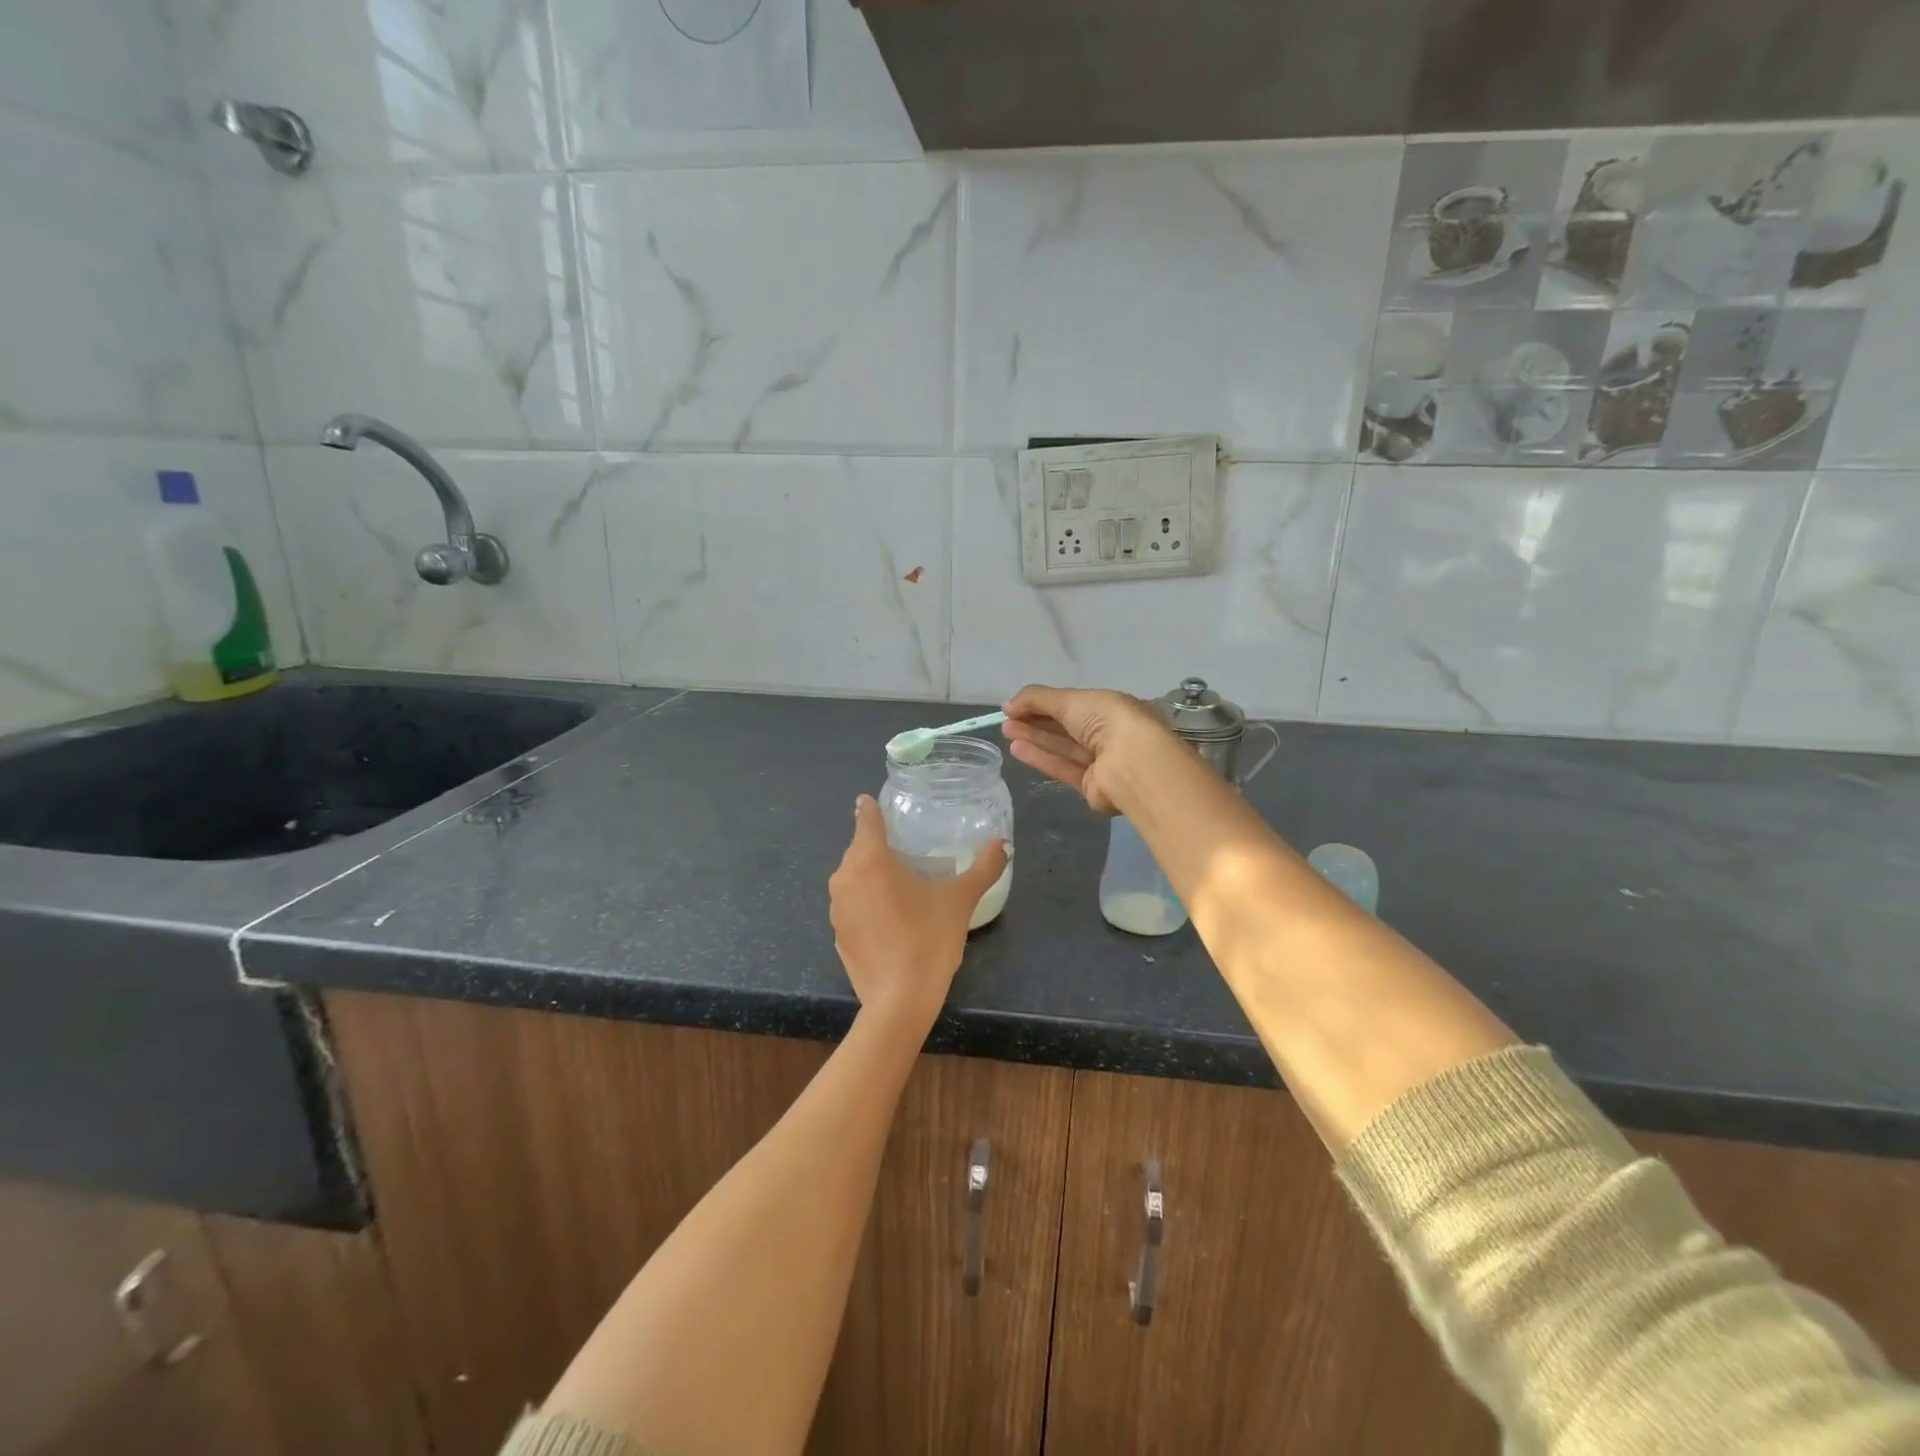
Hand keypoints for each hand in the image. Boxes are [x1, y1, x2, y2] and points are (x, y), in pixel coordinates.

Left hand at [828, 796, 1008, 1026]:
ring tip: (902, 884)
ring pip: (854, 878)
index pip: (866, 818)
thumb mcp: (960, 900)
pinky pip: (852, 906)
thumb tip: (1003, 844)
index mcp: (869, 859)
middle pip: (860, 849)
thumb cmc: (928, 940)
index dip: (872, 808)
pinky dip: (867, 904)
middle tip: (907, 849)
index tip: (878, 802)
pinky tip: (890, 918)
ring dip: (872, 876)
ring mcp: (837, 908)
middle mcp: (845, 877)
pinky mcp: (837, 934)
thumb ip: (983, 868)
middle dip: (879, 846)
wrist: (899, 1001)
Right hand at [1001, 685, 1165, 814]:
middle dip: (1036, 722)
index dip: (1043, 703)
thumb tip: (1008, 704)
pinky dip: (1041, 758)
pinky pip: (1063, 768)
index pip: (1073, 704)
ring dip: (1035, 738)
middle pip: (1066, 727)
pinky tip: (1017, 749)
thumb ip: (1036, 699)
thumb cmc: (1106, 720)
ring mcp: (1102, 762)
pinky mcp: (1092, 786)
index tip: (1016, 706)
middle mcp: (1108, 734)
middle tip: (1006, 720)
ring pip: (1063, 747)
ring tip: (1007, 732)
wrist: (1132, 763)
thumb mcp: (1070, 699)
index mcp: (1111, 707)